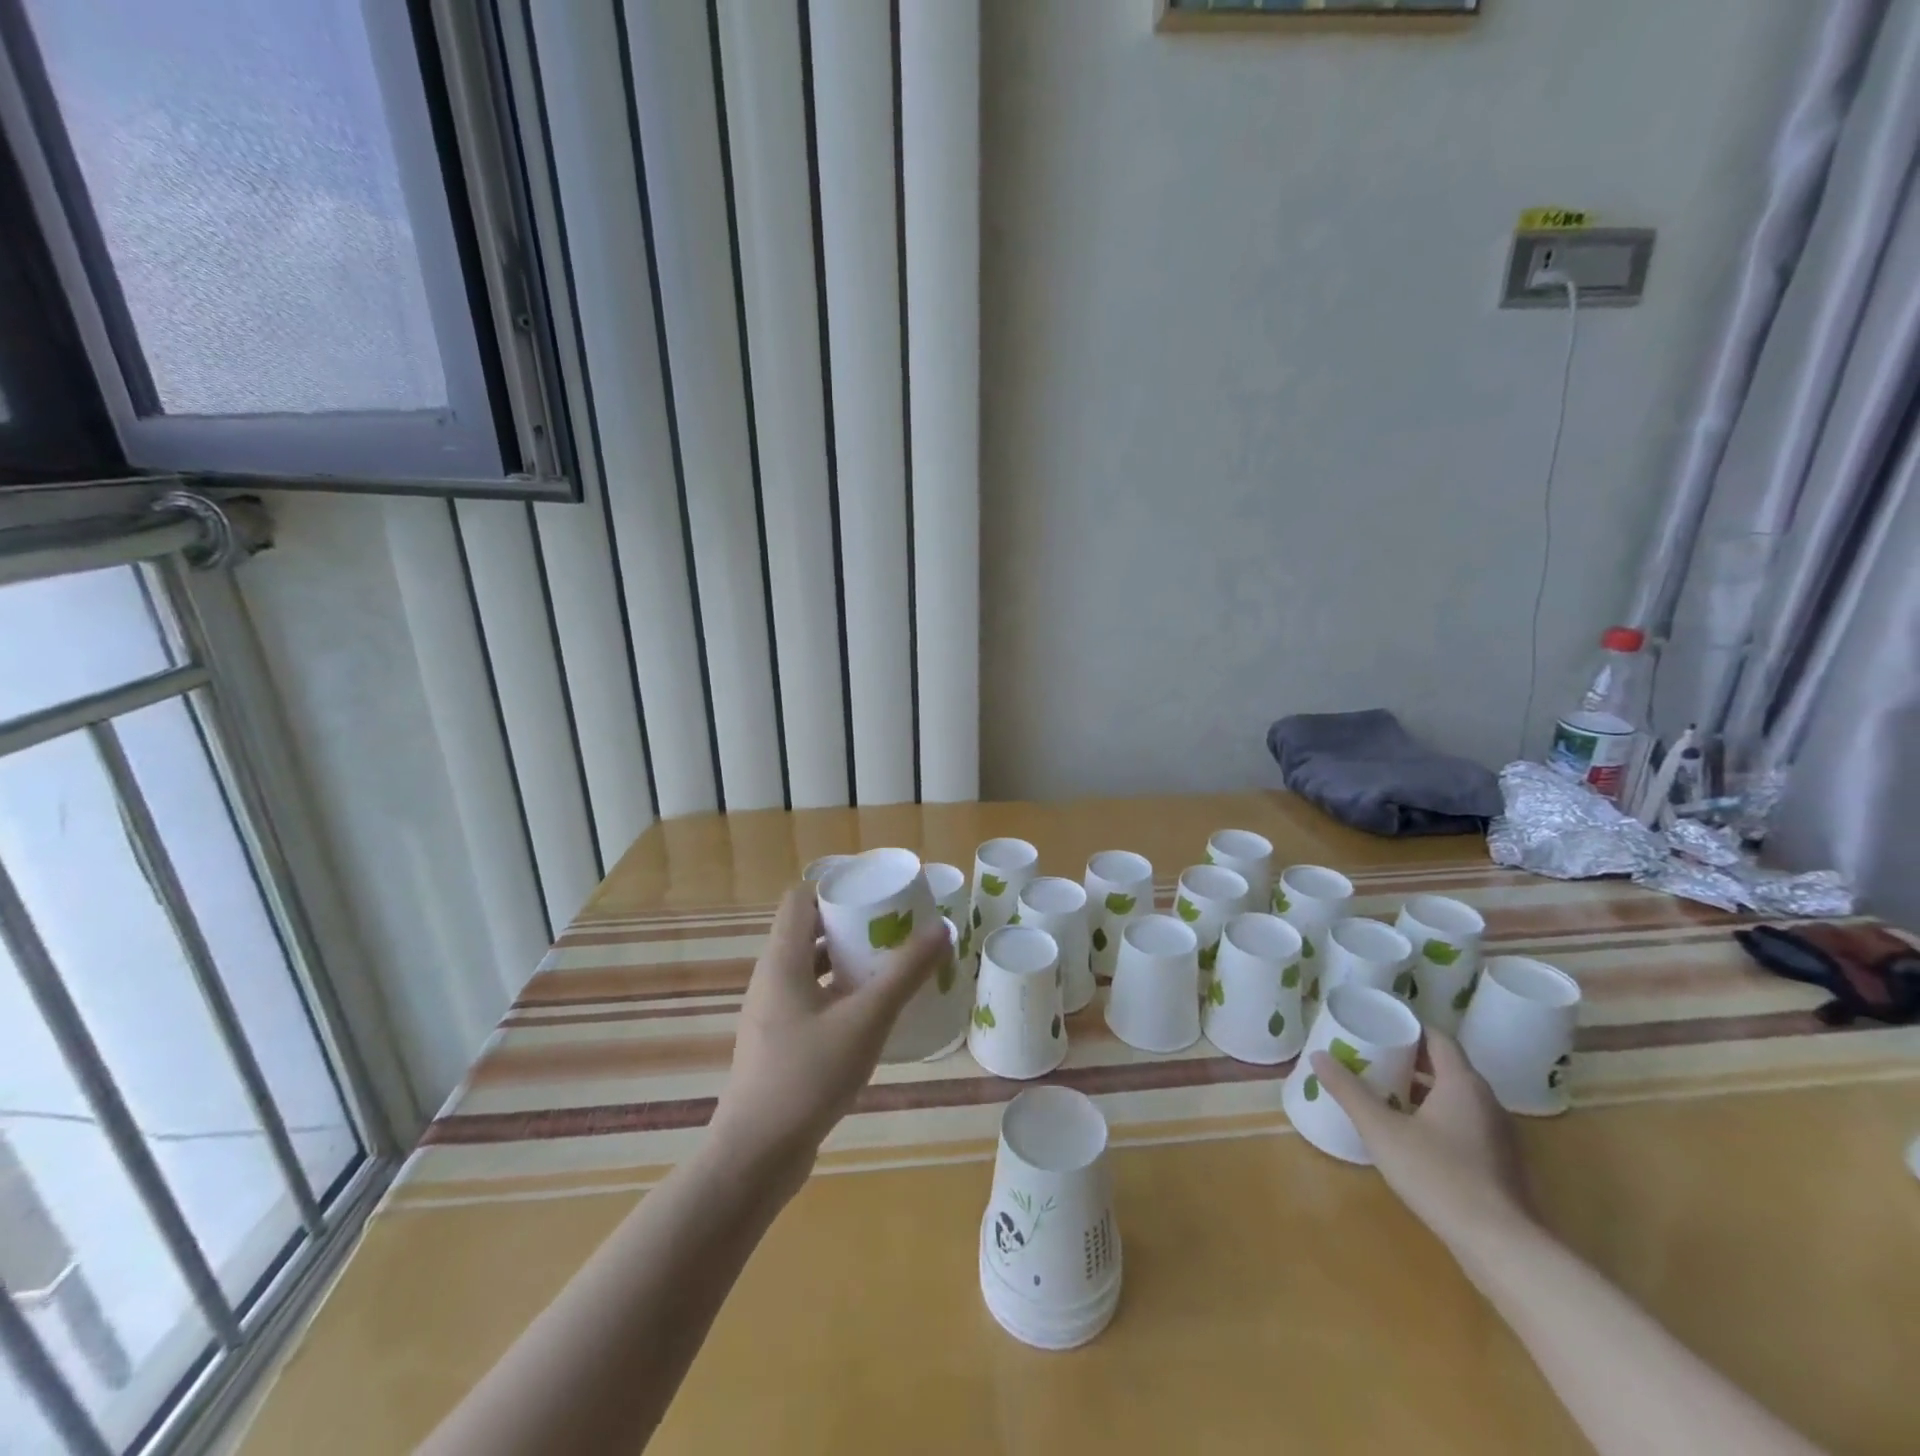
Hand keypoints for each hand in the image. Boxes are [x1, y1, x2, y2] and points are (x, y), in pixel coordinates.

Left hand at [708, 884, 946, 1187]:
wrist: (757, 1155)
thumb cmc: (808, 1076)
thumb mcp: (867, 1019)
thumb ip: (905, 973)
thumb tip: (941, 927)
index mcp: (782, 960)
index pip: (801, 897)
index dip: (837, 886)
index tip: (877, 892)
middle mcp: (772, 977)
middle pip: (809, 929)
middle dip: (851, 922)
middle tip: (895, 925)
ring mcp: (773, 1012)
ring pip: (812, 966)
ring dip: (848, 958)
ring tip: (891, 962)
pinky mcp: (779, 1041)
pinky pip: (812, 997)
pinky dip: (841, 991)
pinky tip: (873, 1010)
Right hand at [1312, 1029, 1535, 1259]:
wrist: (1501, 1246)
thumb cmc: (1438, 1176)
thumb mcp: (1382, 1131)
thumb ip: (1349, 1091)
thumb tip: (1317, 1056)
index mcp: (1462, 1083)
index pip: (1437, 1037)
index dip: (1408, 1027)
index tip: (1377, 1026)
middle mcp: (1486, 1101)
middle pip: (1446, 1065)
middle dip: (1409, 1058)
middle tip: (1372, 1057)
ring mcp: (1498, 1134)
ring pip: (1455, 1096)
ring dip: (1422, 1089)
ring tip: (1384, 1092)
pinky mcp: (1500, 1163)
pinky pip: (1464, 1122)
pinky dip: (1437, 1115)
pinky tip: (1411, 1134)